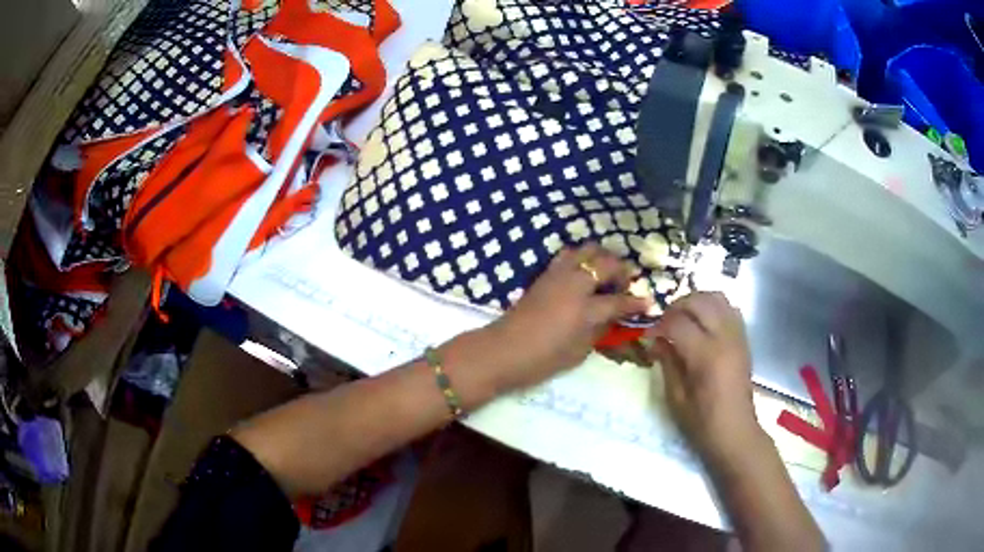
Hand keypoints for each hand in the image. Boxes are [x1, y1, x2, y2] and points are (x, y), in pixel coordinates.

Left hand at [475, 244, 653, 391]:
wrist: (502, 350)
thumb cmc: (543, 360)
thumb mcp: (579, 351)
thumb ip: (600, 330)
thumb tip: (613, 317)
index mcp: (586, 309)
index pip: (619, 300)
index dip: (636, 302)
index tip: (649, 302)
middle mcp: (574, 284)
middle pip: (606, 262)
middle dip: (622, 270)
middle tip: (625, 284)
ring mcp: (558, 275)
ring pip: (587, 249)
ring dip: (601, 258)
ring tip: (604, 275)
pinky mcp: (544, 274)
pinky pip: (568, 255)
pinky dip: (582, 258)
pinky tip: (583, 273)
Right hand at [645, 292, 762, 459]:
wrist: (735, 432)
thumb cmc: (702, 422)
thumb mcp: (676, 398)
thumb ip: (667, 363)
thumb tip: (656, 341)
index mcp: (706, 355)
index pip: (678, 322)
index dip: (659, 325)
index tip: (648, 336)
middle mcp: (724, 338)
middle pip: (699, 301)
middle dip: (677, 306)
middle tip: (664, 322)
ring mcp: (737, 336)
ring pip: (717, 298)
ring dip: (696, 301)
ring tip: (683, 318)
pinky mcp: (744, 340)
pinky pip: (730, 309)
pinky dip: (714, 308)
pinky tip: (703, 324)